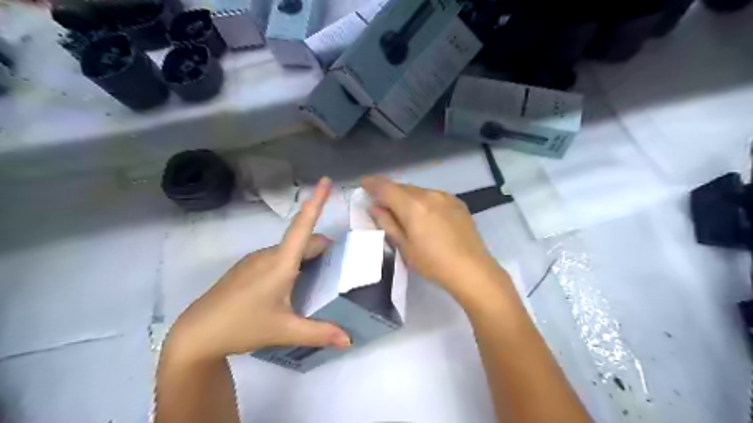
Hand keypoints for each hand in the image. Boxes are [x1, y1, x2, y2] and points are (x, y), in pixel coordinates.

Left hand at [163, 177, 349, 364]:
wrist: (196, 334)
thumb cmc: (242, 326)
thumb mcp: (285, 331)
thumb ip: (320, 334)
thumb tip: (349, 340)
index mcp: (280, 263)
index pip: (303, 226)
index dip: (317, 202)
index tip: (327, 180)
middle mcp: (268, 255)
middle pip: (302, 240)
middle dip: (322, 247)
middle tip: (339, 265)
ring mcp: (254, 260)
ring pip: (289, 250)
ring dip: (307, 256)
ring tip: (317, 279)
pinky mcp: (246, 268)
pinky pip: (277, 257)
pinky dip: (292, 263)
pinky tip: (291, 286)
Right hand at [361, 176, 501, 297]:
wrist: (472, 269)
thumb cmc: (433, 263)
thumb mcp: (404, 247)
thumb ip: (387, 223)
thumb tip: (375, 207)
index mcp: (412, 205)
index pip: (386, 187)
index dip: (372, 183)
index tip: (364, 183)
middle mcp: (429, 194)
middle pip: (403, 188)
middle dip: (390, 193)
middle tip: (382, 204)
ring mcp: (446, 197)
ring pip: (419, 191)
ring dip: (408, 197)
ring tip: (405, 213)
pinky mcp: (457, 203)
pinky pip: (433, 196)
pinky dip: (424, 201)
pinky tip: (426, 216)